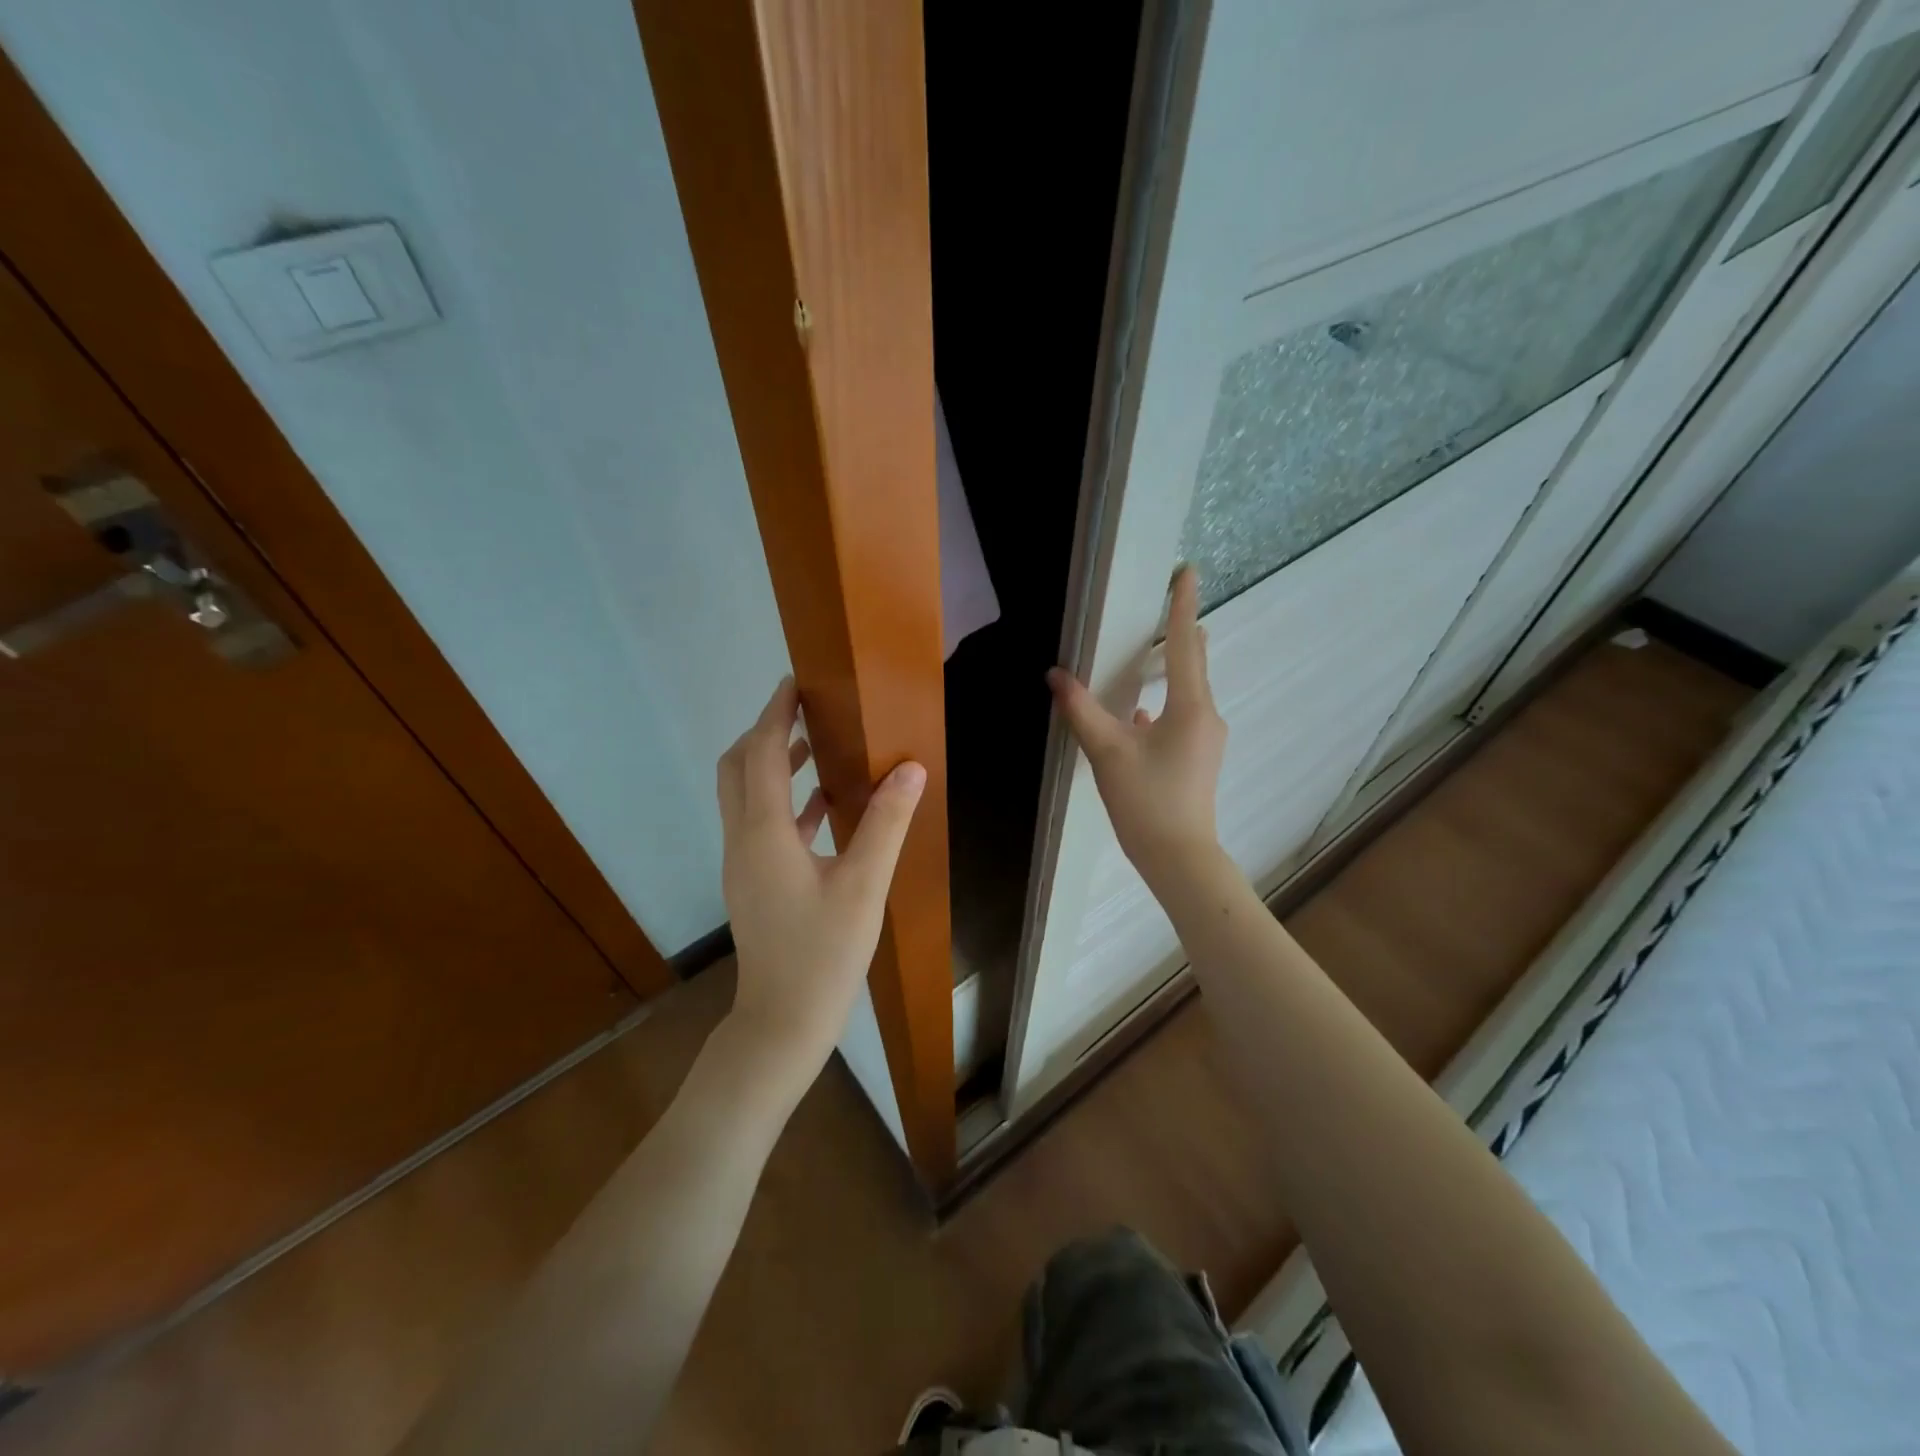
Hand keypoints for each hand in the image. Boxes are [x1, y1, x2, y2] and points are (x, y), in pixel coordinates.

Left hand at [716, 678, 926, 1090]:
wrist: (782, 1023)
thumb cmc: (823, 955)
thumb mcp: (864, 886)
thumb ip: (886, 823)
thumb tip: (909, 768)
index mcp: (764, 833)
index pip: (763, 754)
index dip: (777, 714)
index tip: (796, 682)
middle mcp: (743, 840)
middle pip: (739, 768)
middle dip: (766, 732)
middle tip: (805, 709)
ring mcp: (744, 863)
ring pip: (746, 795)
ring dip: (774, 763)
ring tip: (816, 743)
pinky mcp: (753, 882)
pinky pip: (762, 824)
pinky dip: (785, 801)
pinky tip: (823, 805)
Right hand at [1047, 565, 1225, 888]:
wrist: (1179, 857)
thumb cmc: (1146, 800)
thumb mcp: (1107, 751)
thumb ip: (1080, 710)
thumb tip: (1055, 675)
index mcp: (1190, 707)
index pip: (1184, 644)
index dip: (1182, 605)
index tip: (1187, 570)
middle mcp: (1206, 716)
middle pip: (1193, 664)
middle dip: (1179, 633)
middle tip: (1165, 605)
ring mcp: (1206, 739)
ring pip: (1186, 692)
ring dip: (1168, 671)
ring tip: (1147, 654)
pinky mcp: (1198, 758)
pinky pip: (1181, 717)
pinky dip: (1162, 705)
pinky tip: (1137, 716)